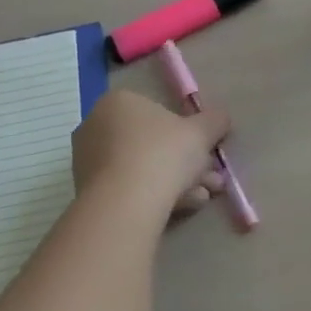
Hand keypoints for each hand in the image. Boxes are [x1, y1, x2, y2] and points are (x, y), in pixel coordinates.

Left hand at [73, 90, 229, 213]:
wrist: (125, 203)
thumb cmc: (163, 154)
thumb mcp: (201, 133)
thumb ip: (215, 121)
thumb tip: (222, 118)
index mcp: (119, 102)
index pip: (158, 112)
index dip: (187, 133)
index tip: (206, 152)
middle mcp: (97, 126)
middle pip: (151, 143)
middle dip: (186, 162)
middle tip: (210, 180)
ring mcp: (88, 161)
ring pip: (143, 168)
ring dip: (176, 181)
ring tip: (201, 198)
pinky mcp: (88, 192)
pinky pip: (129, 188)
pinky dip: (155, 195)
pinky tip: (182, 208)